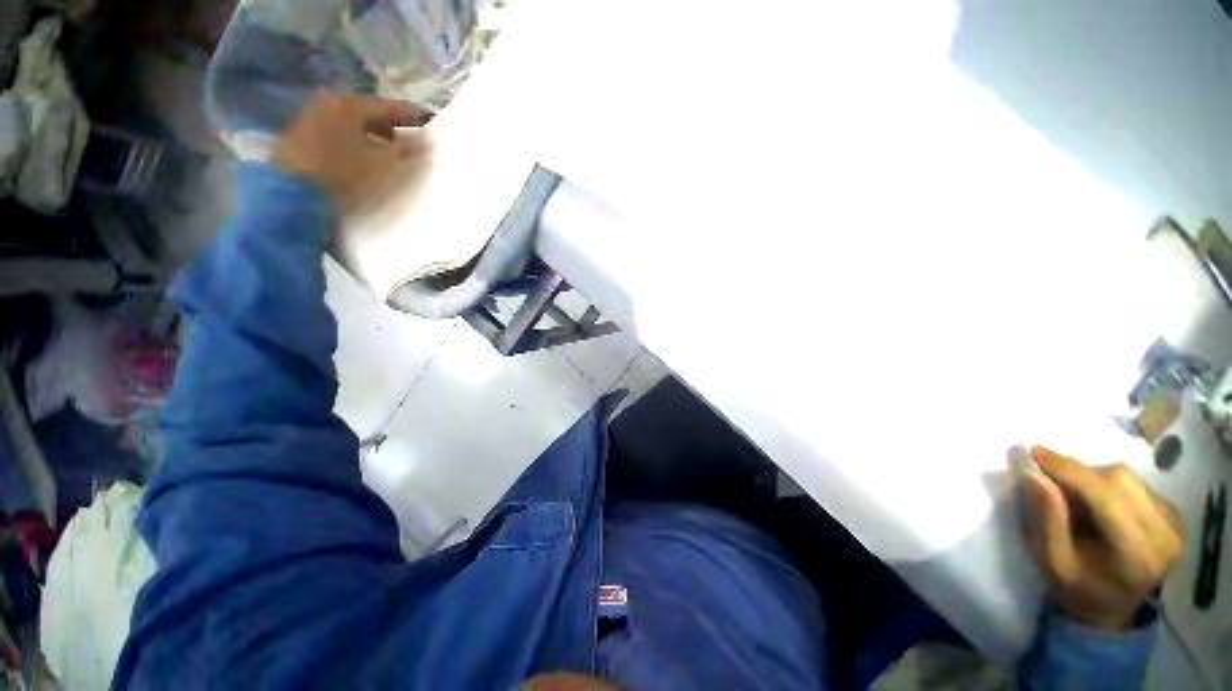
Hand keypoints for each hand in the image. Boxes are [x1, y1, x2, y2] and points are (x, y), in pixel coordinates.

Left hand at [271, 90, 432, 212]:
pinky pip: (336, 138)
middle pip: (369, 116)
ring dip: (372, 140)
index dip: (415, 118)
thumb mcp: (386, 168)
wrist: (291, 197)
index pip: (391, 108)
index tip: (433, 124)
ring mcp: (308, 122)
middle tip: (410, 143)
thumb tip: (428, 141)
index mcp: (349, 106)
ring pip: (352, 127)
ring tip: (387, 157)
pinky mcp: (298, 142)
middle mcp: (327, 105)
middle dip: (392, 130)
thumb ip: (410, 153)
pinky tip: (362, 164)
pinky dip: (354, 147)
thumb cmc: (345, 178)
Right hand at [1013, 446, 1182, 630]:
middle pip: (1120, 480)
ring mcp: (1174, 522)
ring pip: (1128, 478)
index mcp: (1137, 553)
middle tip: (1048, 477)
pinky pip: (1135, 484)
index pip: (1105, 496)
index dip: (1069, 470)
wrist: (1117, 609)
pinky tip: (1096, 502)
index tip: (1032, 451)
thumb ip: (1046, 519)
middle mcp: (1164, 533)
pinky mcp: (1173, 514)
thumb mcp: (1053, 562)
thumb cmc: (1079, 590)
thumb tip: (1032, 473)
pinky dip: (1107, 484)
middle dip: (1079, 472)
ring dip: (1092, 477)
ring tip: (1073, 495)